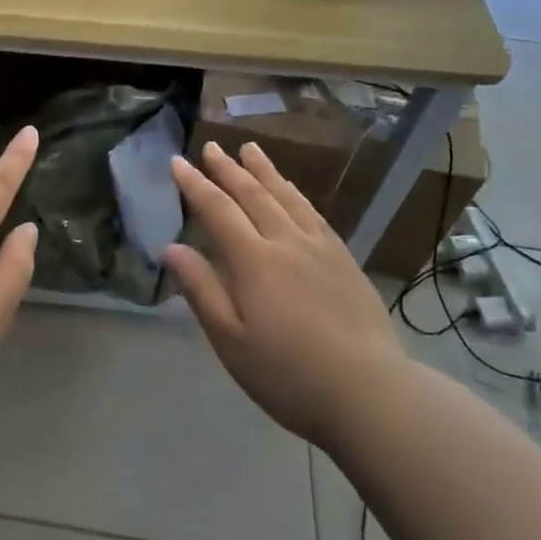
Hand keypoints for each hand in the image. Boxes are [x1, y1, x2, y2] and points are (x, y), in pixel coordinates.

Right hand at [165, 141, 401, 444]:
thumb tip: (171, 248)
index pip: (217, 210)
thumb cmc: (288, 374)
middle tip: (211, 146)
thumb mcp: (230, 340)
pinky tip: (293, 190)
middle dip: (228, 169)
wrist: (370, 393)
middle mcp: (286, 242)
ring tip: (250, 149)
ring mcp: (320, 248)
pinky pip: (315, 213)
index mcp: (254, 261)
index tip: (177, 162)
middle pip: (252, 195)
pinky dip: (296, 194)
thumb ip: (201, 290)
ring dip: (265, 171)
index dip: (194, 184)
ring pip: (286, 197)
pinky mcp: (345, 260)